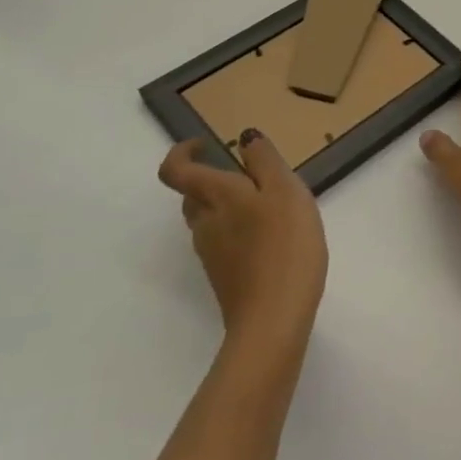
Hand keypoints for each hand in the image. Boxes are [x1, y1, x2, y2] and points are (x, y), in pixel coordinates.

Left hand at [159, 131, 327, 350]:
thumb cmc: (284, 246)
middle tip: (251, 176)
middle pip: (193, 195)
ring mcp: (211, 254)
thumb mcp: (285, 190)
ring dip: (229, 207)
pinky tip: (272, 239)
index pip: (175, 170)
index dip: (182, 152)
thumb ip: (264, 160)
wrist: (274, 320)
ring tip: (269, 207)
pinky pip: (224, 243)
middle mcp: (203, 223)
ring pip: (208, 220)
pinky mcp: (224, 277)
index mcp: (214, 196)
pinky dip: (239, 232)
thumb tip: (244, 139)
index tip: (205, 144)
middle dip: (213, 180)